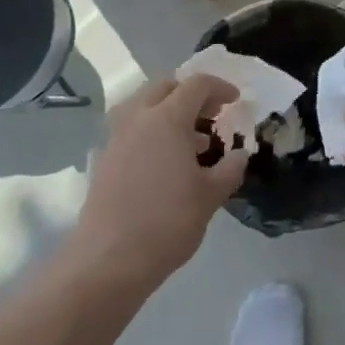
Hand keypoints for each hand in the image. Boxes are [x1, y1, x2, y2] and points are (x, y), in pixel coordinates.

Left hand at [72, 74, 248, 292]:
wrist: (110, 259)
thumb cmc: (167, 222)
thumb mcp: (211, 196)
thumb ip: (230, 169)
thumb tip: (240, 154)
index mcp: (167, 118)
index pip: (196, 85)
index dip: (220, 87)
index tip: (235, 101)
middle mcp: (138, 118)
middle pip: (165, 87)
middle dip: (191, 94)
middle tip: (212, 114)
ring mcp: (116, 138)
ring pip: (143, 105)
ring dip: (168, 110)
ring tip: (190, 139)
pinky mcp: (104, 159)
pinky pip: (131, 128)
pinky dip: (151, 130)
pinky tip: (164, 160)